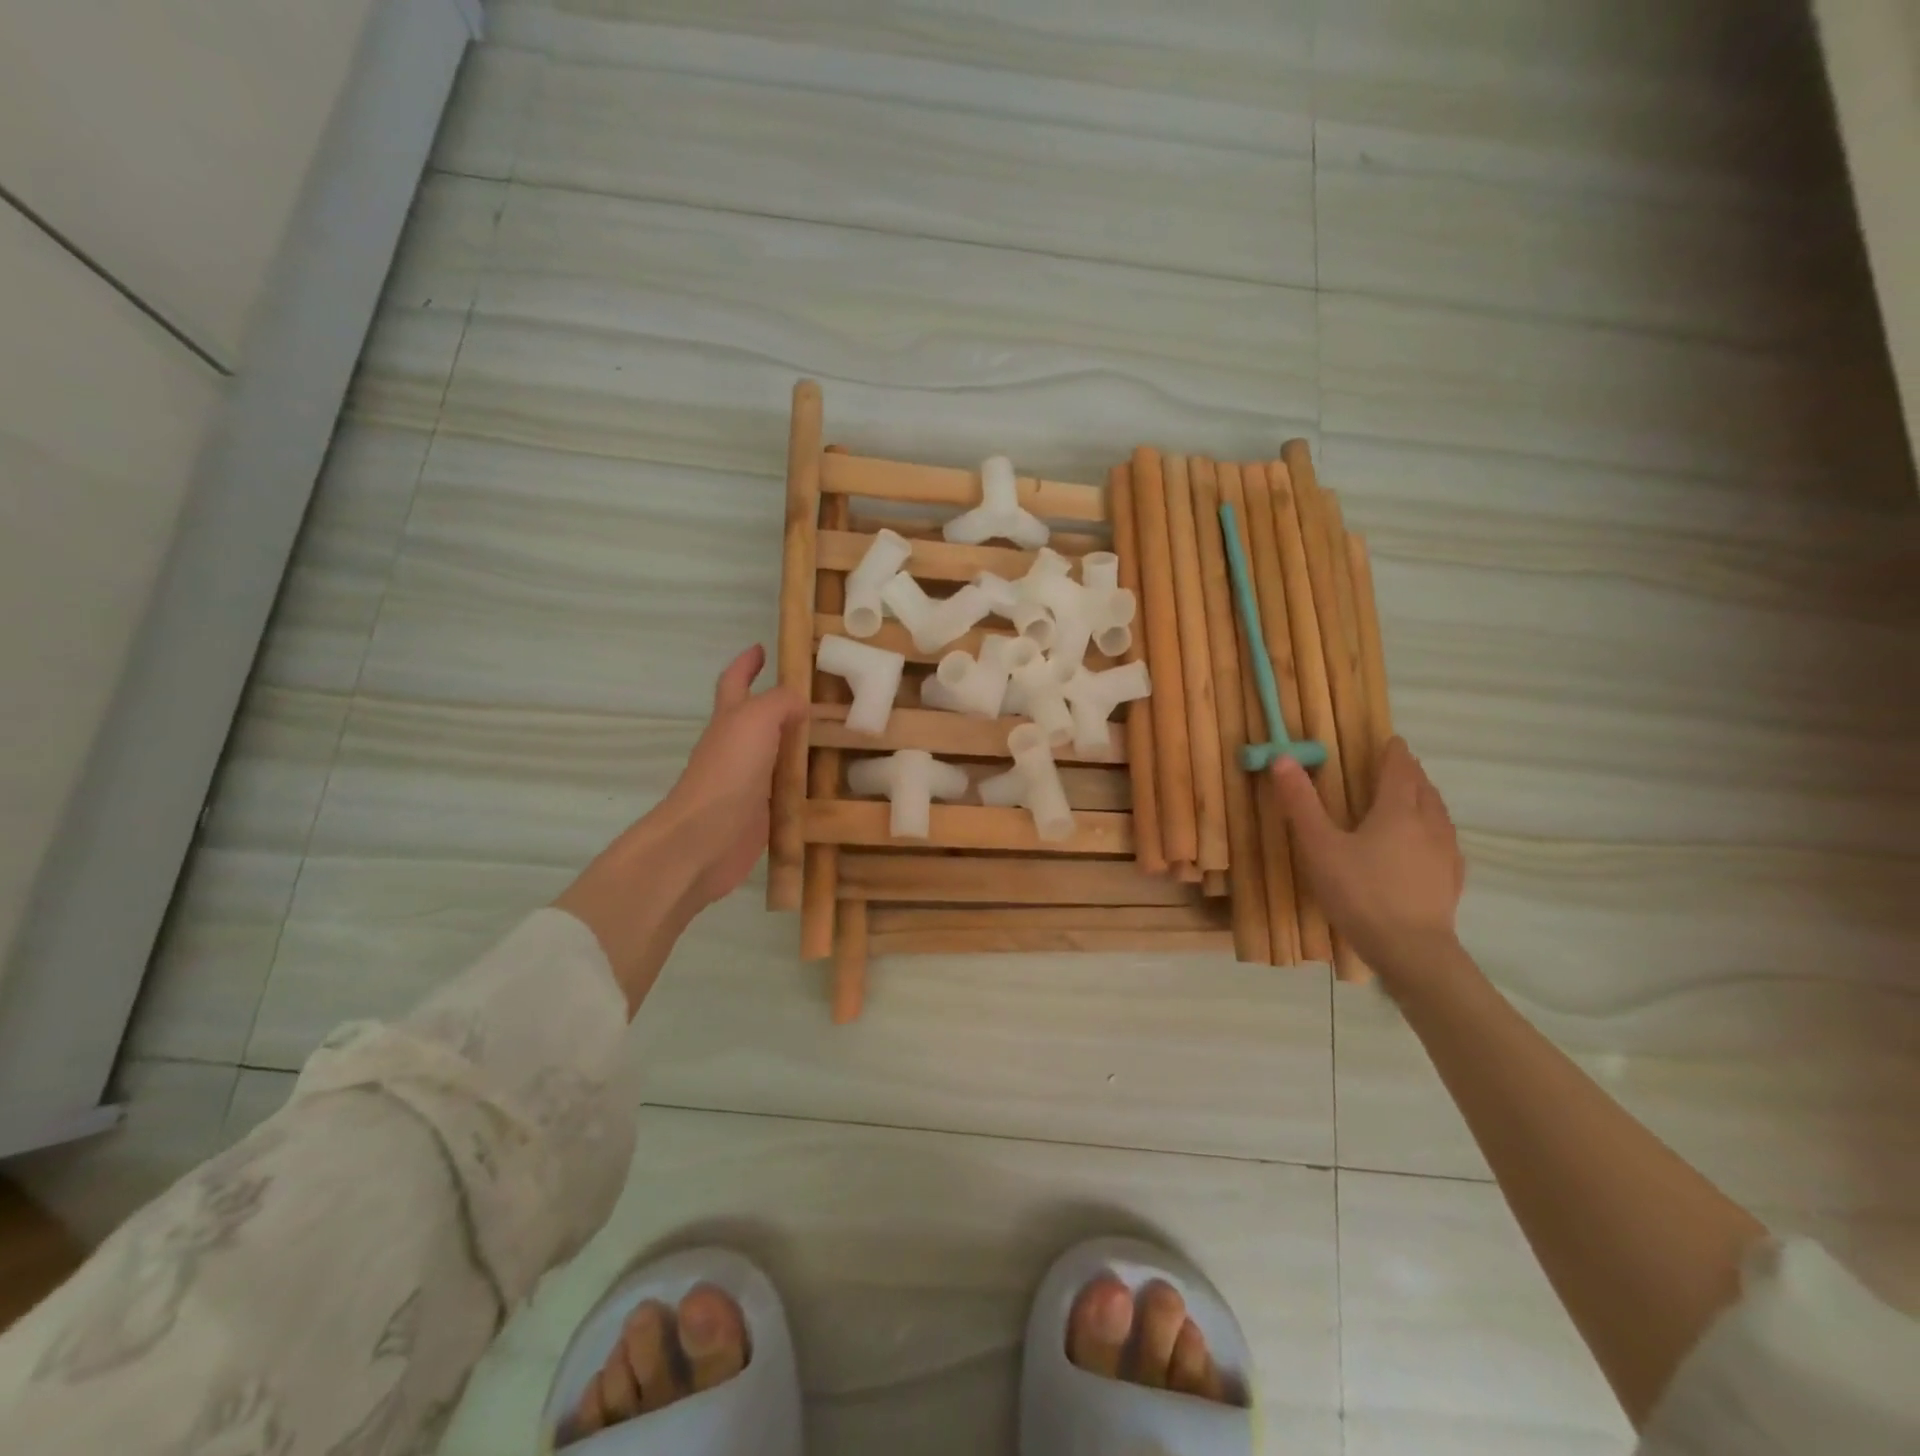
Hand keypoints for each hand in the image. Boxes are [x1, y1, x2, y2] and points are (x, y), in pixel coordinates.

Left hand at [655, 645, 807, 908]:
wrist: (704, 839)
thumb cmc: (728, 771)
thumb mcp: (756, 720)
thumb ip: (781, 703)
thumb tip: (801, 703)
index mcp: (730, 719)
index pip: (736, 682)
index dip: (746, 664)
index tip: (761, 648)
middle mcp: (738, 748)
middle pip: (760, 720)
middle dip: (784, 706)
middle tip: (823, 698)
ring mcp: (750, 783)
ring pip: (780, 757)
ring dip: (803, 747)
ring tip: (840, 739)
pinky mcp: (763, 814)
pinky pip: (790, 793)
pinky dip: (809, 787)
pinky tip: (833, 786)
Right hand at [1268, 737, 1465, 981]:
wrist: (1410, 950)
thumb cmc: (1359, 892)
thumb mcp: (1319, 846)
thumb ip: (1301, 802)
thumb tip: (1283, 757)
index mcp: (1397, 810)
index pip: (1399, 770)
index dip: (1394, 753)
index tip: (1391, 741)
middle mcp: (1429, 824)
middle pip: (1423, 789)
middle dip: (1410, 774)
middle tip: (1397, 767)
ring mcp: (1446, 854)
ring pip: (1439, 814)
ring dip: (1425, 799)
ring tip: (1412, 799)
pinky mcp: (1451, 880)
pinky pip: (1445, 842)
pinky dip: (1434, 830)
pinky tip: (1426, 845)